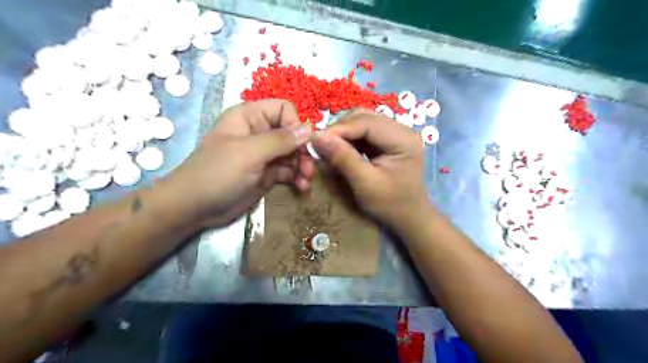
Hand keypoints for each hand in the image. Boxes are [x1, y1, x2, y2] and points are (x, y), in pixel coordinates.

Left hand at [164, 100, 314, 227]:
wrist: (196, 208)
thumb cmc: (218, 173)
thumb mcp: (249, 153)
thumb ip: (280, 140)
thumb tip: (309, 129)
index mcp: (250, 118)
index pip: (283, 110)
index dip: (295, 124)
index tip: (301, 145)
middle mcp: (260, 133)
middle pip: (292, 134)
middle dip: (302, 151)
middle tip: (308, 169)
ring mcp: (264, 155)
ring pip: (293, 154)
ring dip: (303, 166)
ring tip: (305, 181)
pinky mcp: (267, 174)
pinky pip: (289, 171)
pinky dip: (297, 178)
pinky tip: (301, 187)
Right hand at [312, 109, 428, 231]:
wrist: (409, 217)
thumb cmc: (390, 205)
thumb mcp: (365, 184)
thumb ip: (342, 158)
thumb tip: (316, 136)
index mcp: (403, 139)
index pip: (366, 122)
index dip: (339, 129)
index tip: (315, 140)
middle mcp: (402, 129)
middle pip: (363, 117)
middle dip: (340, 129)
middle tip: (321, 145)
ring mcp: (395, 133)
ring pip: (361, 121)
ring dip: (343, 133)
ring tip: (329, 148)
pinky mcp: (388, 139)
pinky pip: (363, 131)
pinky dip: (349, 139)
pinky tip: (340, 149)